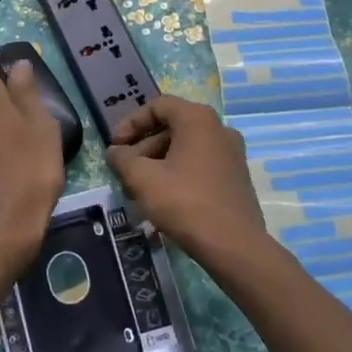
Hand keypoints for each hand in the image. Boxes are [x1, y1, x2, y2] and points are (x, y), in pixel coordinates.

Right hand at [107, 95, 268, 261]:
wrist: (233, 245)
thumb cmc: (184, 202)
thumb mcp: (142, 178)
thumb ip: (122, 159)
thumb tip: (115, 153)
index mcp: (198, 119)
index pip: (158, 106)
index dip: (131, 123)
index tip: (115, 146)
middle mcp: (219, 129)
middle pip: (172, 128)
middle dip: (143, 148)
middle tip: (125, 172)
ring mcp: (232, 154)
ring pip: (185, 149)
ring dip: (158, 164)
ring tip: (139, 190)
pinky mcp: (236, 178)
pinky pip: (200, 165)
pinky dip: (178, 174)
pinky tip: (163, 199)